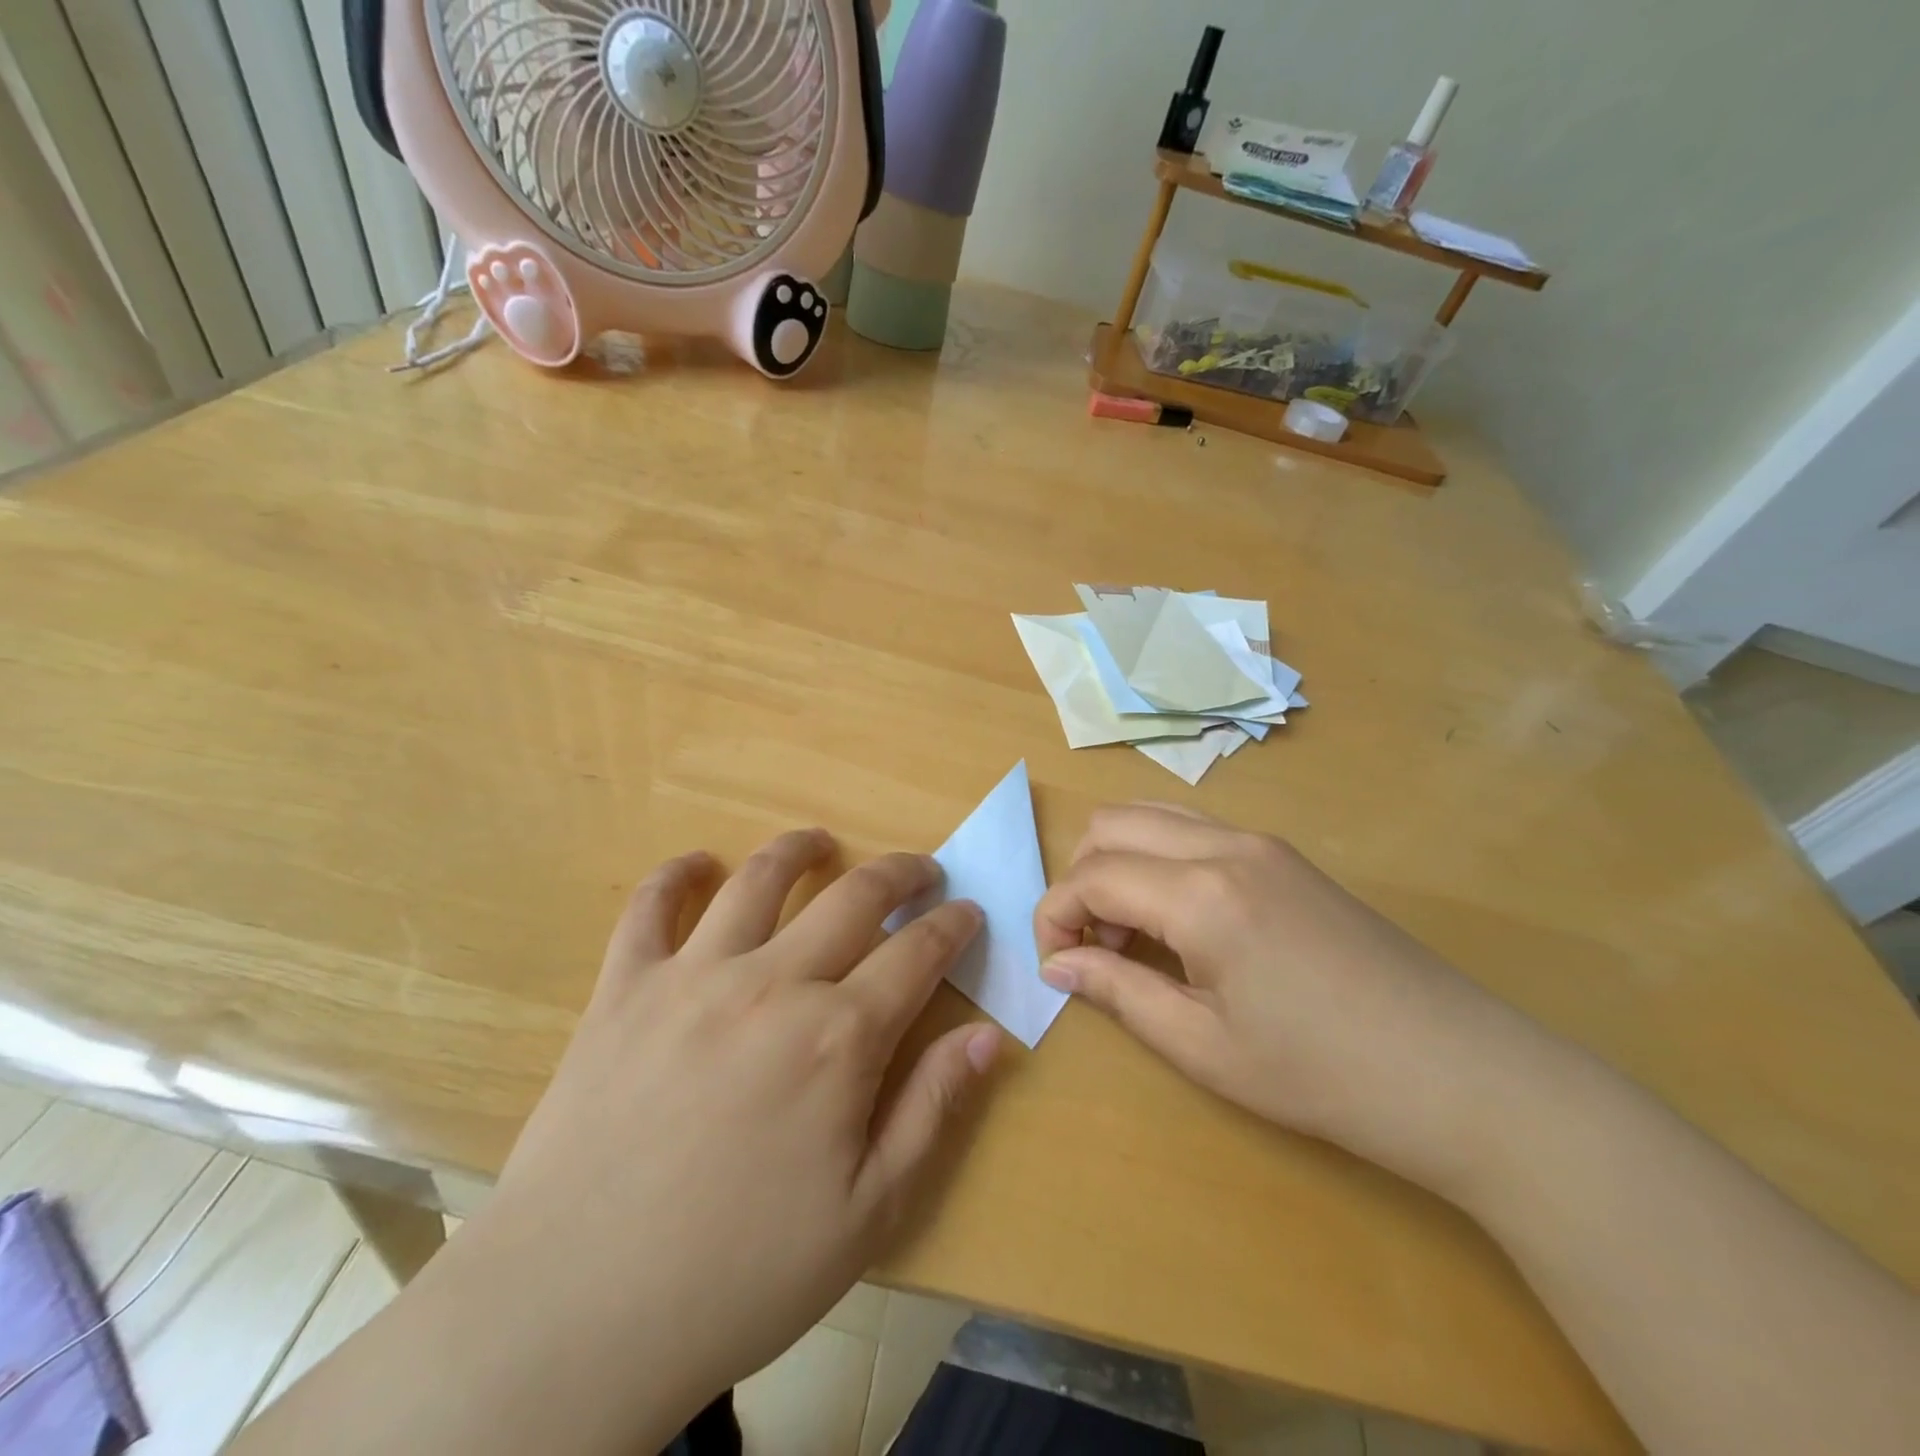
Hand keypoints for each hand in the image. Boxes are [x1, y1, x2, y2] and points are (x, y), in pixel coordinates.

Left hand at [460, 830, 999, 1442]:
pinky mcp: (624, 988)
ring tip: (822, 842)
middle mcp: (773, 983)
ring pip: (759, 880)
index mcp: (838, 1037)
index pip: (917, 953)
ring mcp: (693, 977)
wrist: (575, 1311)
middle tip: (922, 872)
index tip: (971, 912)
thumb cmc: (738, 1273)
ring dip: (800, 850)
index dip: (953, 926)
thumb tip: (988, 1036)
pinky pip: (651, 908)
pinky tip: (698, 864)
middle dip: (901, 874)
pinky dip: (676, 874)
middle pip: (854, 897)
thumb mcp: (867, 1212)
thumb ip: (932, 1110)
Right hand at [1034, 804, 1543, 1191]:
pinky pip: (1195, 830)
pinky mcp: (1287, 856)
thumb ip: (1117, 992)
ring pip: (1154, 816)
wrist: (1464, 1075)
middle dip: (1081, 879)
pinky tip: (1180, 922)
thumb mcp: (1204, 1047)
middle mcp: (1226, 845)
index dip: (1054, 915)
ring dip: (1120, 863)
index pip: (1092, 876)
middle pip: (1113, 824)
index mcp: (1202, 893)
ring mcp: (1262, 843)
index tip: (1053, 964)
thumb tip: (1056, 965)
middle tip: (1092, 948)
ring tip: (1132, 935)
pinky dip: (1160, 860)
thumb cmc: (1323, 1075)